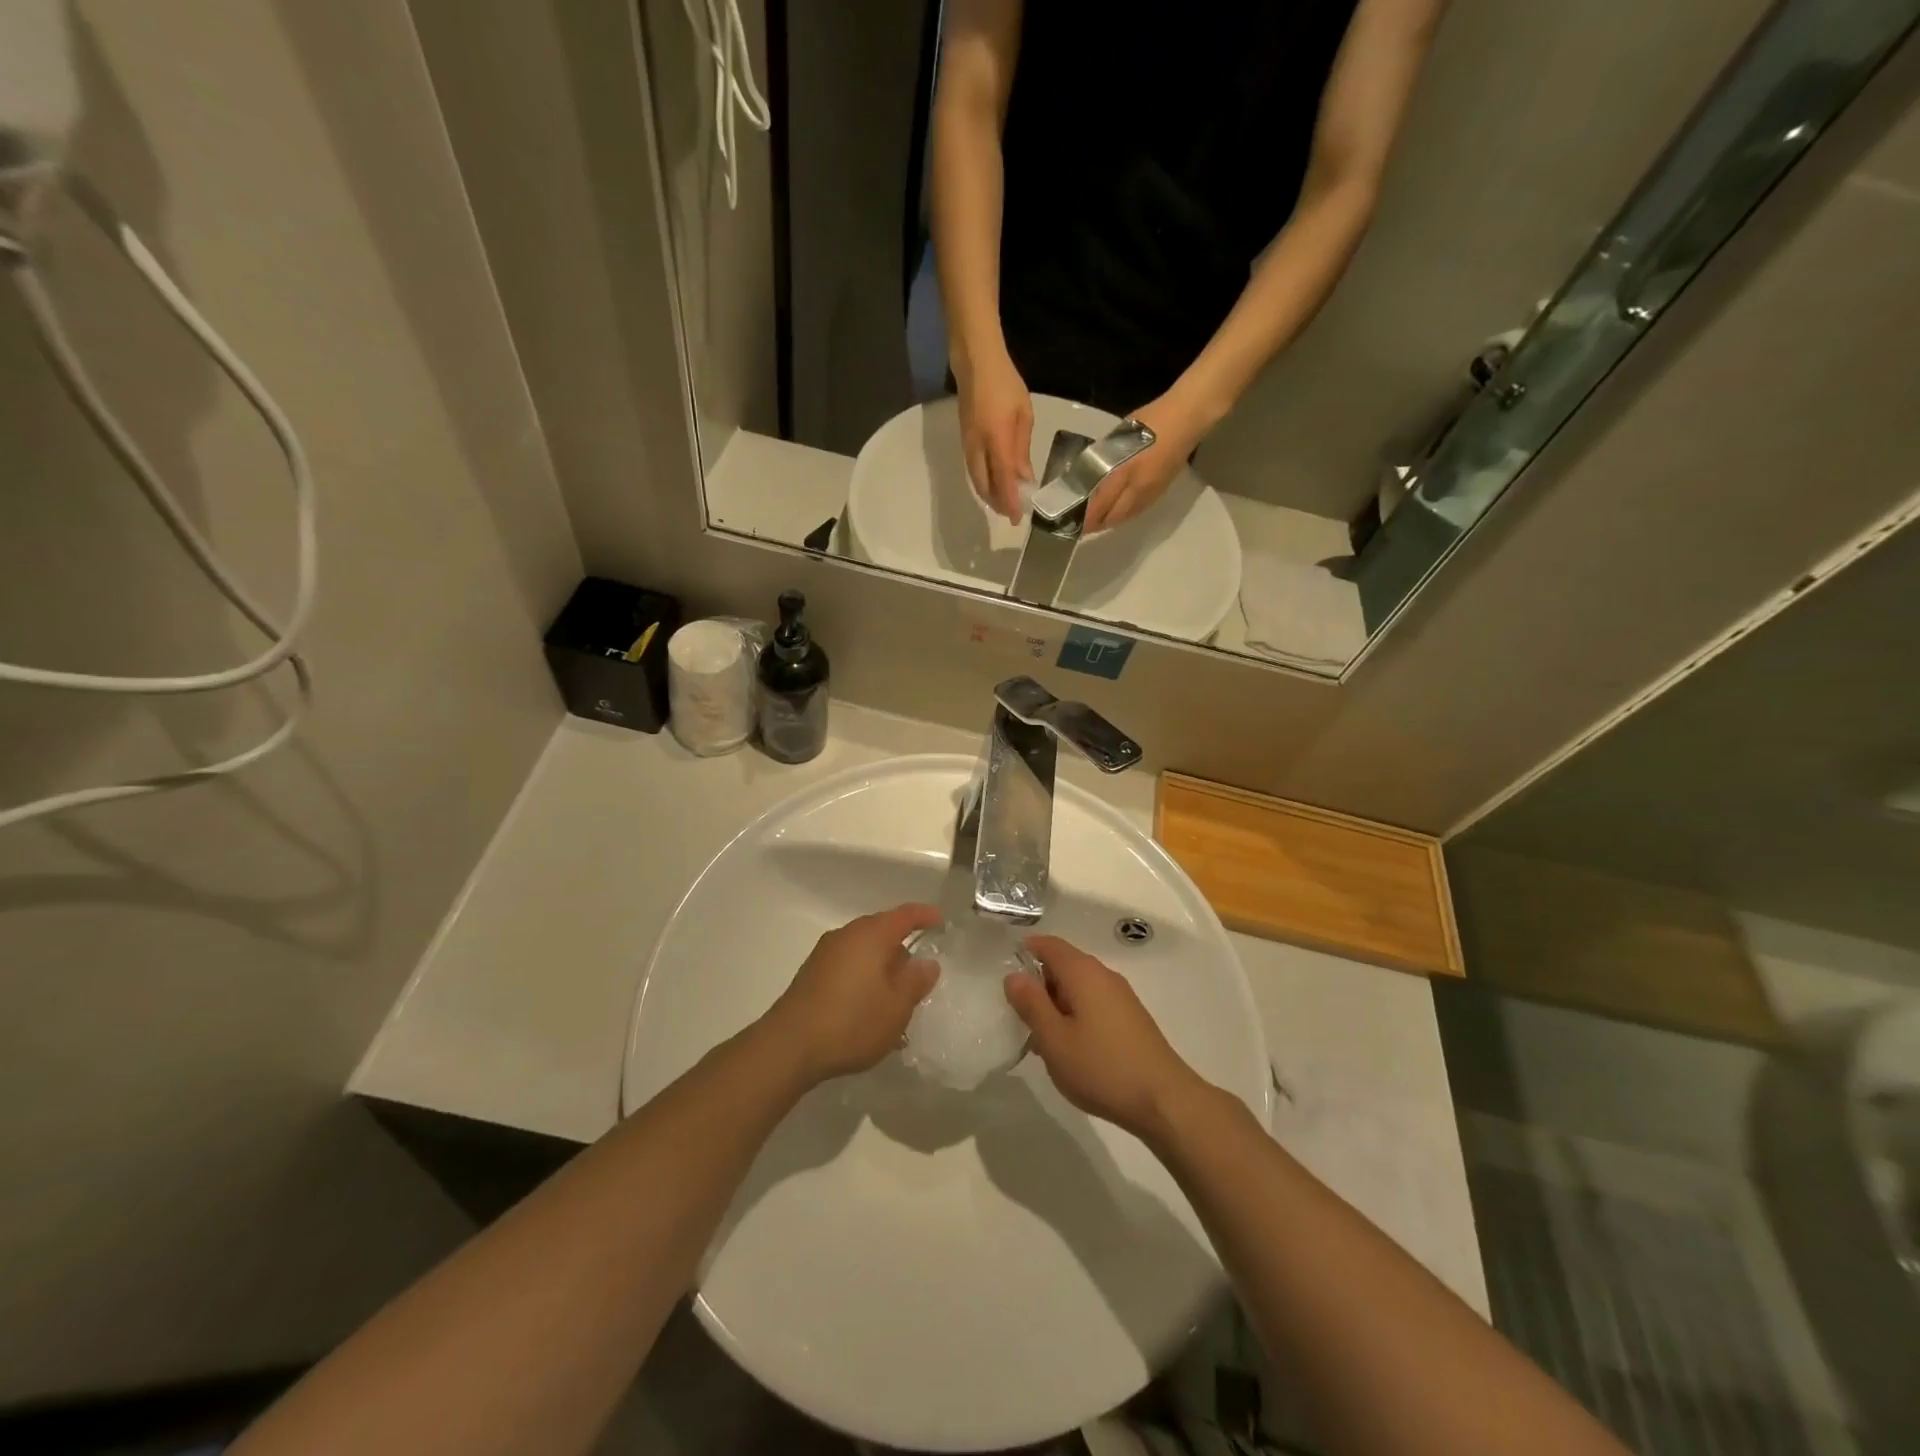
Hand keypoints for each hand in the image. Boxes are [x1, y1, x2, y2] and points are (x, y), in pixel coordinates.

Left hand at [765, 904, 942, 1084]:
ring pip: (864, 952)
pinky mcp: (812, 975)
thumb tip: (926, 962)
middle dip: (902, 950)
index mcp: (871, 935)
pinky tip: (870, 1010)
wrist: (789, 1046)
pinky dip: (864, 980)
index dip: (925, 915)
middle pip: (882, 932)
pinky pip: (848, 967)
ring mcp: (825, 954)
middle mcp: (847, 935)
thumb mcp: (896, 1007)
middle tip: (920, 975)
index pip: (905, 915)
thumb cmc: (852, 1021)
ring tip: (896, 1001)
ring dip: (882, 970)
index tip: (941, 920)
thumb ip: (916, 981)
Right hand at [955, 348, 1032, 521]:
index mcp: (997, 440)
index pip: (1003, 481)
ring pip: (977, 480)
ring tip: (1004, 502)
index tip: (1017, 519)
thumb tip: (1024, 478)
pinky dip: (984, 482)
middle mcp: (978, 448)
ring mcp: (968, 446)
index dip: (1010, 502)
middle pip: (984, 487)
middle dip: (998, 503)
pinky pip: (973, 470)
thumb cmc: (1005, 384)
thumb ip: (1022, 450)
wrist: (975, 363)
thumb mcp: (1023, 415)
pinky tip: (994, 482)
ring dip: (989, 495)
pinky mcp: (964, 441)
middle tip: (1011, 512)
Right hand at [1005, 935, 1202, 1138]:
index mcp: (1083, 972)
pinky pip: (1094, 1004)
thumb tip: (1014, 976)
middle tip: (1019, 1015)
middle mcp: (1104, 976)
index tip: (1006, 969)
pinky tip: (1070, 1049)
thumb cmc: (1102, 1067)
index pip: (1050, 945)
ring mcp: (1121, 997)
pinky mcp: (1131, 1019)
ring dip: (1056, 1005)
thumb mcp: (1054, 1039)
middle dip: (1039, 984)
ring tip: (1041, 1040)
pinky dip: (1075, 1016)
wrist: (1163, 1100)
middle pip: (1064, 965)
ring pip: (1079, 988)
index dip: (1026, 950)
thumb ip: (1031, 1003)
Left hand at [1081, 394, 1207, 533]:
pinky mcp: (1161, 491)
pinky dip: (1123, 515)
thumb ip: (1105, 457)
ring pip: (1126, 516)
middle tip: (1080, 525)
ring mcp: (1151, 492)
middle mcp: (1138, 489)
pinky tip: (1117, 512)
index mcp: (1125, 472)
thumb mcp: (1119, 437)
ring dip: (1109, 521)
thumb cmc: (1151, 420)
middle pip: (1113, 517)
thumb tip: (1089, 473)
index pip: (1100, 505)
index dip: (1086, 517)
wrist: (1187, 418)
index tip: (1071, 521)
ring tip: (1095, 522)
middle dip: (1095, 524)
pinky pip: (1138, 511)